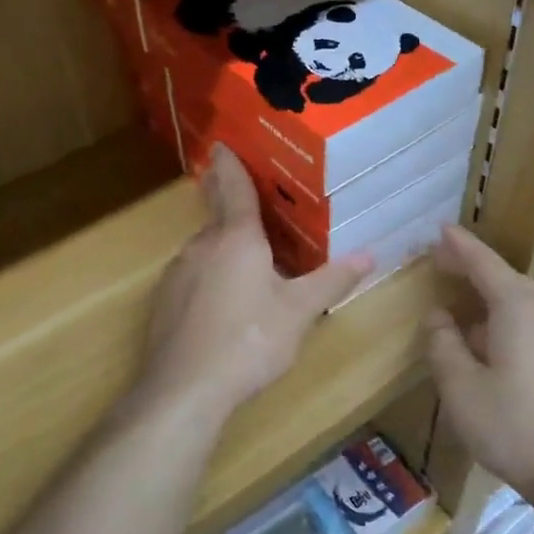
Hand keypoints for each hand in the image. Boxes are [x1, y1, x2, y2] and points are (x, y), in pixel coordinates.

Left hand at [136, 147, 370, 422]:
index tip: (223, 143)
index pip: (233, 187)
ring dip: (225, 249)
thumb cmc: (249, 341)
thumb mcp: (299, 312)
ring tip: (251, 264)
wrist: (184, 390)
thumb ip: (331, 281)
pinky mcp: (163, 302)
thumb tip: (370, 255)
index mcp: (236, 238)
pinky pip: (193, 276)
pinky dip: (210, 276)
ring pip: (206, 250)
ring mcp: (176, 274)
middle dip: (234, 210)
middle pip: (219, 218)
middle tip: (256, 207)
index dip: (231, 163)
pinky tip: (224, 304)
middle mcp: (201, 246)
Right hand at [425, 225, 533, 502]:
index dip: (459, 246)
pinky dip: (507, 317)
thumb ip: (443, 344)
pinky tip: (492, 340)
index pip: (484, 263)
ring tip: (462, 301)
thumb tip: (439, 317)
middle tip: (443, 263)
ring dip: (491, 295)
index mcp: (518, 308)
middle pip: (506, 278)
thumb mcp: (460, 387)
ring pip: (522, 301)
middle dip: (474, 268)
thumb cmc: (512, 426)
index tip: (439, 230)